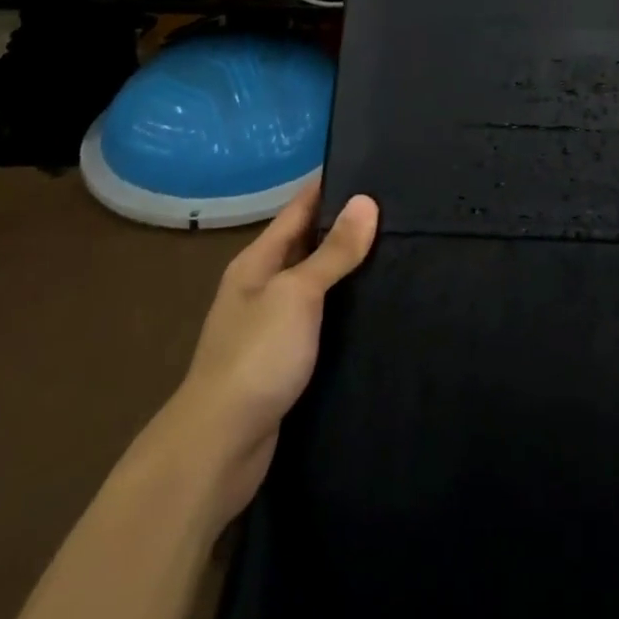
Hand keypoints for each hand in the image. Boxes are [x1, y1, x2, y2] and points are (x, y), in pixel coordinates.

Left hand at [170, 183, 378, 509]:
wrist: (217, 450)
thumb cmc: (255, 357)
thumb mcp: (297, 294)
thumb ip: (333, 252)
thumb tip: (366, 201)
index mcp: (257, 262)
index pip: (300, 208)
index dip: (332, 186)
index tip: (375, 169)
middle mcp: (262, 287)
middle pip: (309, 244)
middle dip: (348, 227)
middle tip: (401, 210)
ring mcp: (272, 327)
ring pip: (318, 285)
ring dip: (350, 271)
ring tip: (400, 252)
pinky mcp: (285, 362)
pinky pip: (321, 321)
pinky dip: (345, 310)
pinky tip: (378, 309)